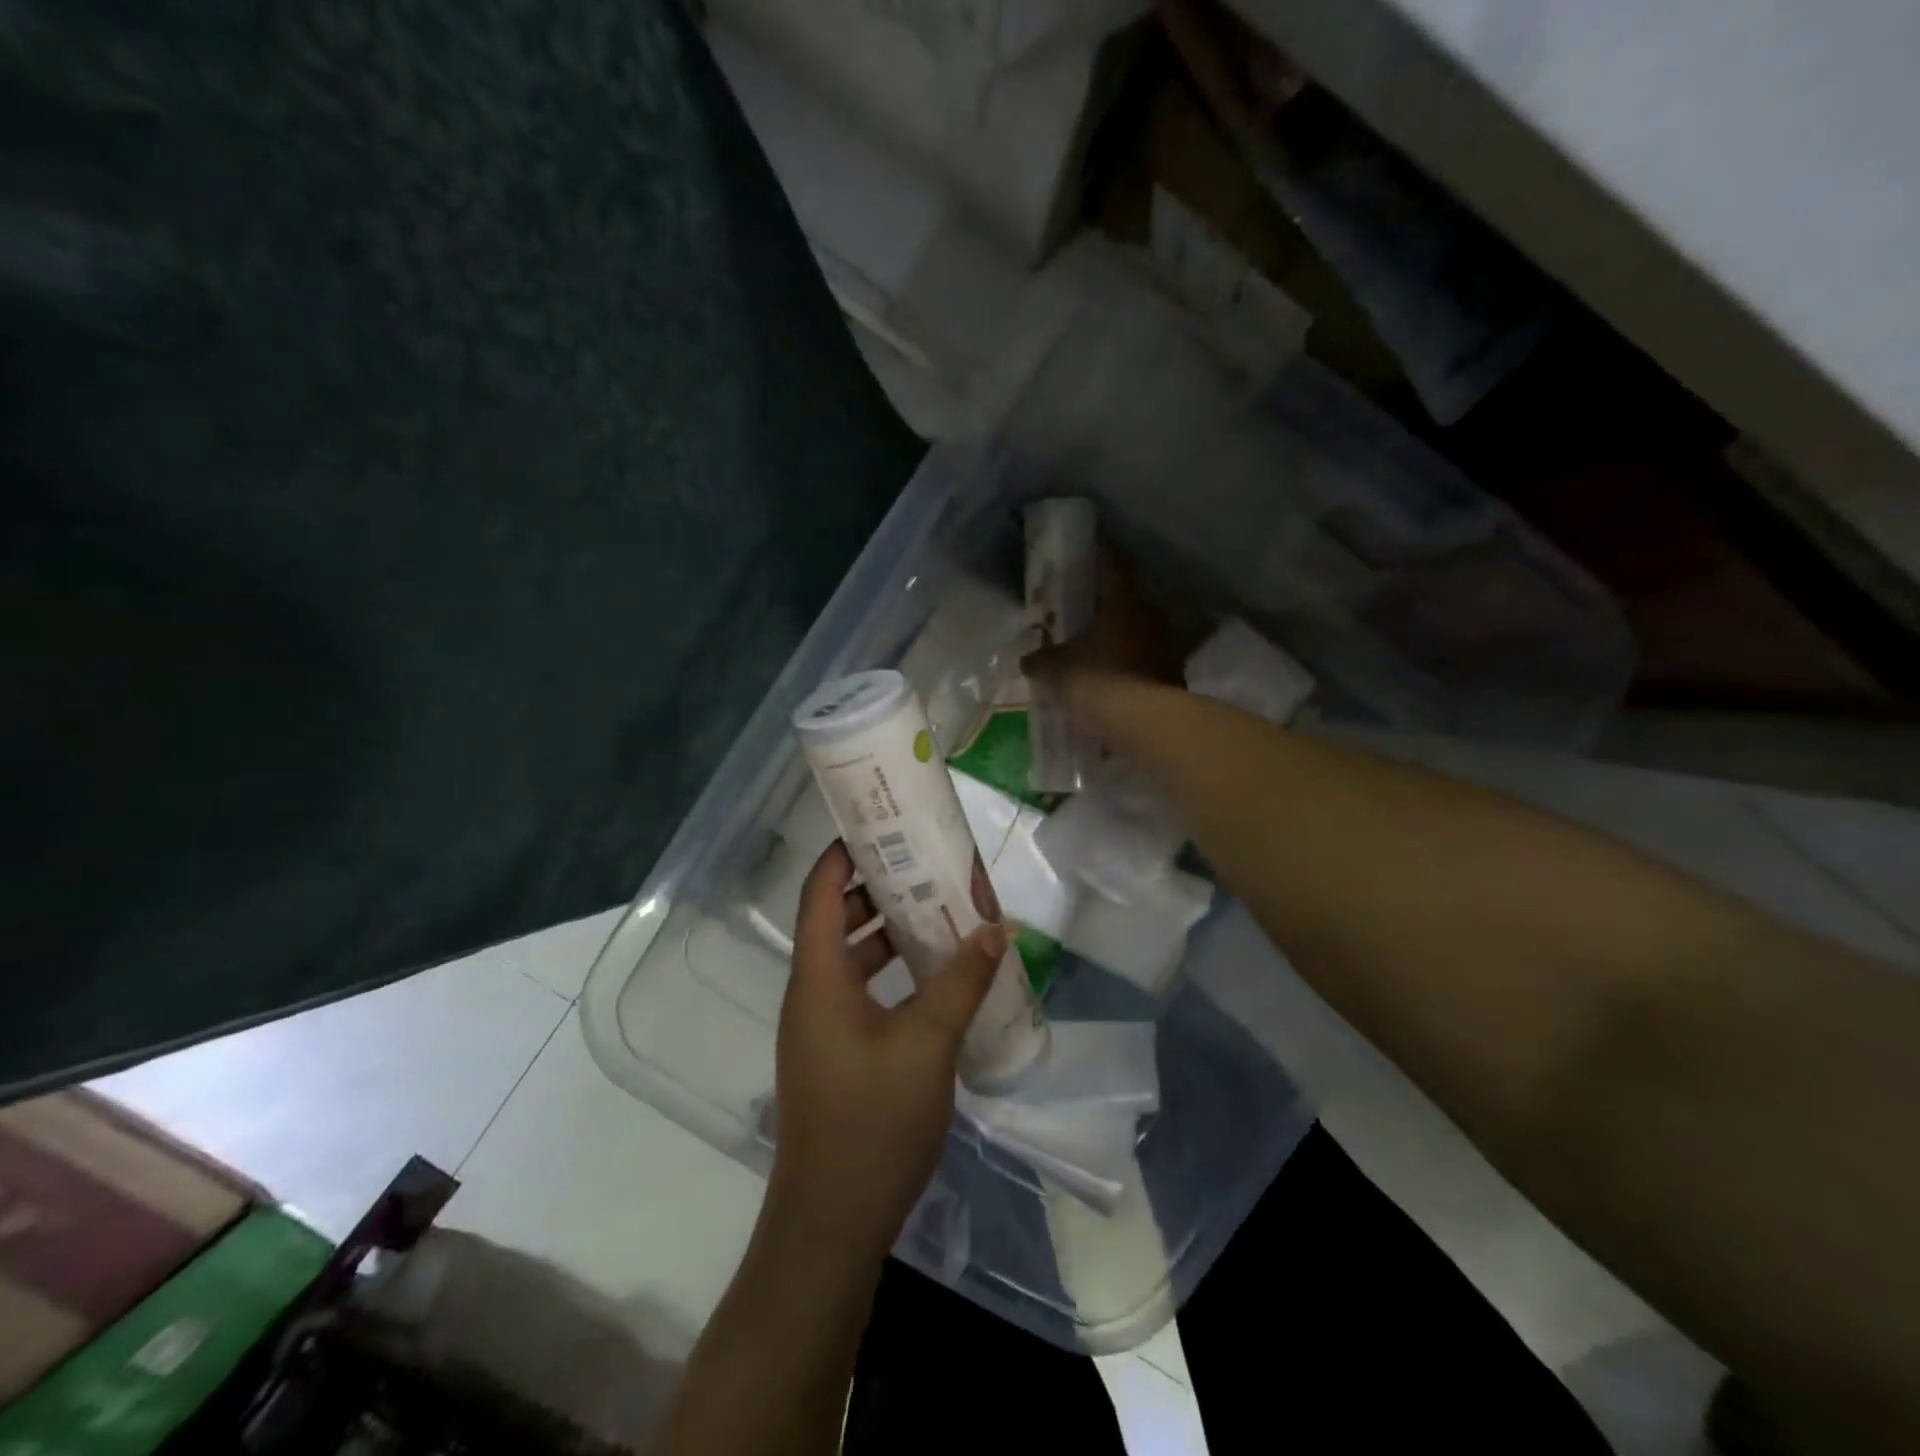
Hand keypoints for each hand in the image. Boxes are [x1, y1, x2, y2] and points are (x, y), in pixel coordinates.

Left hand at [765, 842, 1005, 1263]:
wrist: (831, 1225)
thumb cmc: (872, 1123)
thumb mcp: (926, 1044)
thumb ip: (961, 981)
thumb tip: (996, 927)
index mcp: (818, 977)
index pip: (820, 890)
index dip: (844, 851)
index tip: (885, 822)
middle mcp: (812, 991)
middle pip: (837, 917)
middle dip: (880, 886)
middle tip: (929, 862)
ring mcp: (822, 1024)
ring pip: (853, 955)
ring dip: (891, 930)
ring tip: (941, 908)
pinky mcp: (837, 1052)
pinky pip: (863, 989)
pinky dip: (894, 970)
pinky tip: (936, 974)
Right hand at [1022, 551, 1181, 702]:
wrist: (1145, 722)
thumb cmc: (1099, 680)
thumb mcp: (1058, 670)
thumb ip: (1040, 661)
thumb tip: (1027, 660)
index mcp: (1123, 602)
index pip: (1112, 565)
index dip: (1101, 552)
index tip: (1093, 542)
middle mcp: (1150, 615)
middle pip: (1126, 601)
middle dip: (1106, 605)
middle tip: (1085, 609)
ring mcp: (1167, 645)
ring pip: (1138, 632)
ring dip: (1120, 637)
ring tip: (1097, 648)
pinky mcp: (1174, 674)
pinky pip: (1146, 661)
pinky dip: (1130, 665)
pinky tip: (1114, 678)